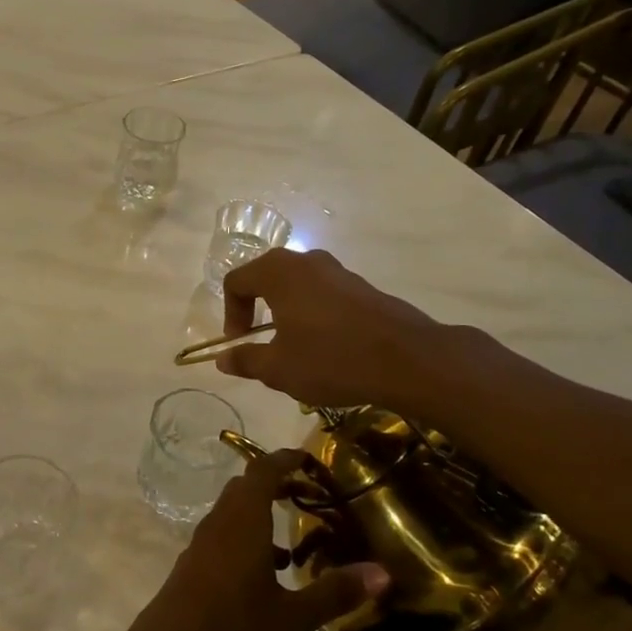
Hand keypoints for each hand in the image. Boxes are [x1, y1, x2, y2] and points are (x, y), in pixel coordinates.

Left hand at [124, 450, 388, 630]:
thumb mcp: (293, 618)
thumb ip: (334, 592)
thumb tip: (382, 573)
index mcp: (242, 522)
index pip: (262, 471)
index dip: (284, 459)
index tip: (308, 458)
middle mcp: (219, 524)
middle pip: (245, 488)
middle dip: (275, 485)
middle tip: (307, 495)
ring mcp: (201, 545)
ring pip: (232, 514)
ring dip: (260, 516)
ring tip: (293, 545)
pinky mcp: (192, 567)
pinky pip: (223, 537)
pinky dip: (246, 540)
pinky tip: (266, 577)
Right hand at [218, 248, 449, 411]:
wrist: (409, 360)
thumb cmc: (331, 359)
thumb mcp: (279, 369)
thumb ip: (246, 360)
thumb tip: (223, 358)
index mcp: (278, 272)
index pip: (237, 281)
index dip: (230, 313)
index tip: (240, 343)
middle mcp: (306, 262)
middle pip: (267, 277)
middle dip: (257, 309)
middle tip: (262, 341)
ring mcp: (339, 272)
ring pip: (298, 286)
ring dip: (287, 312)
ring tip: (295, 348)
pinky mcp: (363, 287)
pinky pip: (325, 295)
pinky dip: (315, 314)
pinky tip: (327, 348)